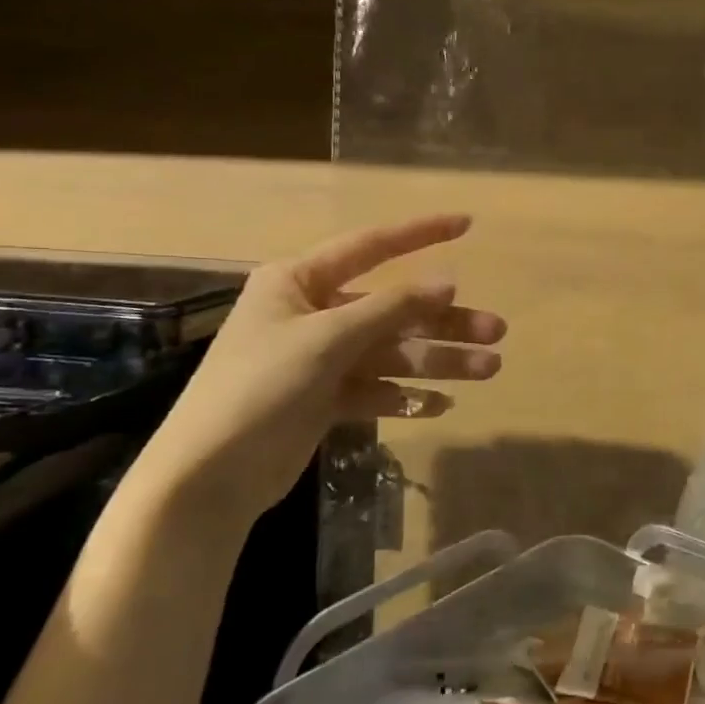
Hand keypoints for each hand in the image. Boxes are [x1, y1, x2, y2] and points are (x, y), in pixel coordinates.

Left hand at [140, 214, 504, 524]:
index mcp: (299, 282)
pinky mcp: (326, 398)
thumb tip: (449, 283)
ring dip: (438, 361)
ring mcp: (321, 358)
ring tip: (488, 371)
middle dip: (445, 321)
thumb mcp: (327, 339)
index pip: (371, 246)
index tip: (467, 225)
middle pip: (394, 308)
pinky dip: (408, 395)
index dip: (421, 233)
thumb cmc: (259, 388)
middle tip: (496, 333)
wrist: (208, 478)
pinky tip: (442, 405)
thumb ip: (391, 308)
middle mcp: (313, 313)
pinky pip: (378, 388)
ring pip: (393, 351)